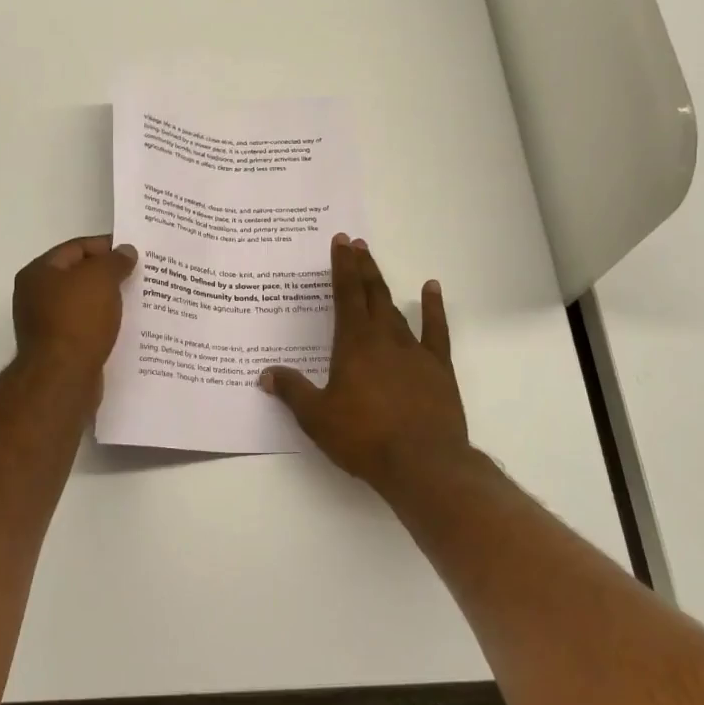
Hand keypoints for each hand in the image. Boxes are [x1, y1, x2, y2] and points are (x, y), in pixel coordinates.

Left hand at [12, 235, 138, 382]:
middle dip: (109, 274)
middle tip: (139, 274)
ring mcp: (45, 324)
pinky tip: (125, 326)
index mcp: (39, 272)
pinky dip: (104, 324)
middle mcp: (36, 296)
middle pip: (78, 275)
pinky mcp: (59, 349)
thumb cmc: (78, 320)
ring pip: (84, 303)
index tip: (134, 252)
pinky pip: (85, 327)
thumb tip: (125, 251)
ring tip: (138, 299)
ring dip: (108, 301)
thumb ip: (115, 260)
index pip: (76, 248)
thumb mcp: (101, 279)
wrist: (63, 378)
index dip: (106, 246)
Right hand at [261, 235, 467, 488]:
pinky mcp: (438, 367)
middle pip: (370, 294)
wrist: (423, 463)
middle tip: (356, 243)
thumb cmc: (364, 438)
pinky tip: (431, 289)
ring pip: (396, 308)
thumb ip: (292, 391)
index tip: (341, 241)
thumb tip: (266, 374)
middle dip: (361, 267)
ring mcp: (414, 350)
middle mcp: (384, 338)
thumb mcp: (317, 417)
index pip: (345, 295)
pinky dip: (433, 307)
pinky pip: (436, 329)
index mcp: (354, 344)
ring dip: (383, 285)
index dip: (342, 267)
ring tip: (374, 265)